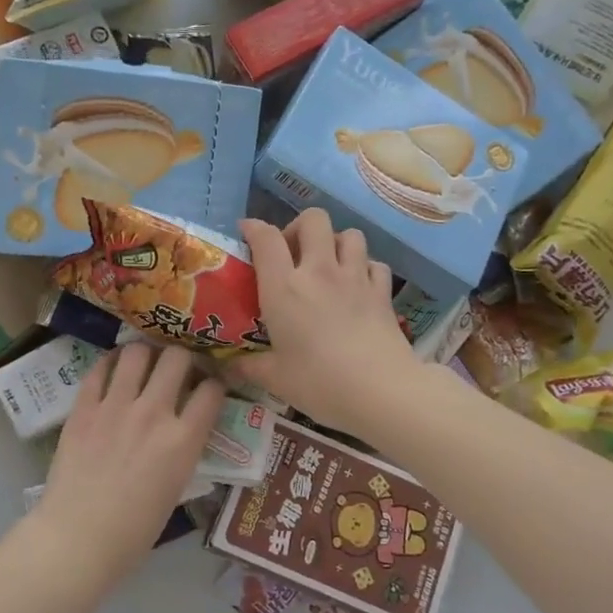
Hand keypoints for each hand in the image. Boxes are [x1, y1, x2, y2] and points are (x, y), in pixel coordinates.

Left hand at [33, 343, 224, 583]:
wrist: (78, 538)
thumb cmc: (134, 530)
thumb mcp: (176, 488)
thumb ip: (183, 450)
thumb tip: (183, 429)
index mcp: (183, 439)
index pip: (212, 390)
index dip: (215, 384)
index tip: (209, 386)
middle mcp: (154, 413)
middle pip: (178, 359)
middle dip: (183, 358)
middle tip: (177, 368)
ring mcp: (115, 406)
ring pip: (137, 353)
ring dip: (146, 354)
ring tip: (144, 363)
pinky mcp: (83, 407)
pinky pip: (99, 369)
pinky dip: (110, 363)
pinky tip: (113, 370)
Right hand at [235, 209, 422, 439]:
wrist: (382, 392)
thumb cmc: (320, 383)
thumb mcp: (275, 379)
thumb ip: (249, 366)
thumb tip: (229, 365)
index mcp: (284, 288)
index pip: (266, 238)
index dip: (254, 228)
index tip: (247, 232)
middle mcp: (320, 271)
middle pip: (313, 220)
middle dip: (299, 227)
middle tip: (292, 253)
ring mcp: (356, 278)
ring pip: (349, 234)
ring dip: (335, 242)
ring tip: (327, 265)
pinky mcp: (383, 292)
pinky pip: (374, 263)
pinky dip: (364, 267)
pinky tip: (358, 286)